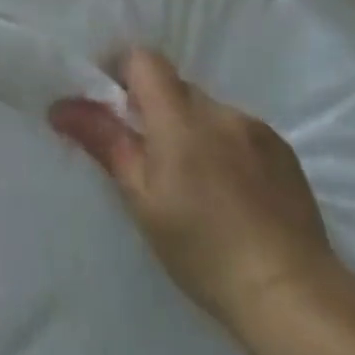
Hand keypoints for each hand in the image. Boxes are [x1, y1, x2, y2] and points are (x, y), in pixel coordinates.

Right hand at [49, 48, 337, 331]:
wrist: (293, 295)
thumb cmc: (203, 249)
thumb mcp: (142, 198)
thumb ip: (105, 141)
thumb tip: (61, 106)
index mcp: (181, 118)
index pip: (143, 59)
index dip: (121, 71)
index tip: (110, 105)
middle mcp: (220, 112)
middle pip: (174, 87)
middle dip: (154, 109)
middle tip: (145, 156)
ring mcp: (257, 130)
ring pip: (206, 111)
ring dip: (190, 130)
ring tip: (191, 181)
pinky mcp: (284, 153)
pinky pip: (237, 132)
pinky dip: (222, 147)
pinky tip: (227, 192)